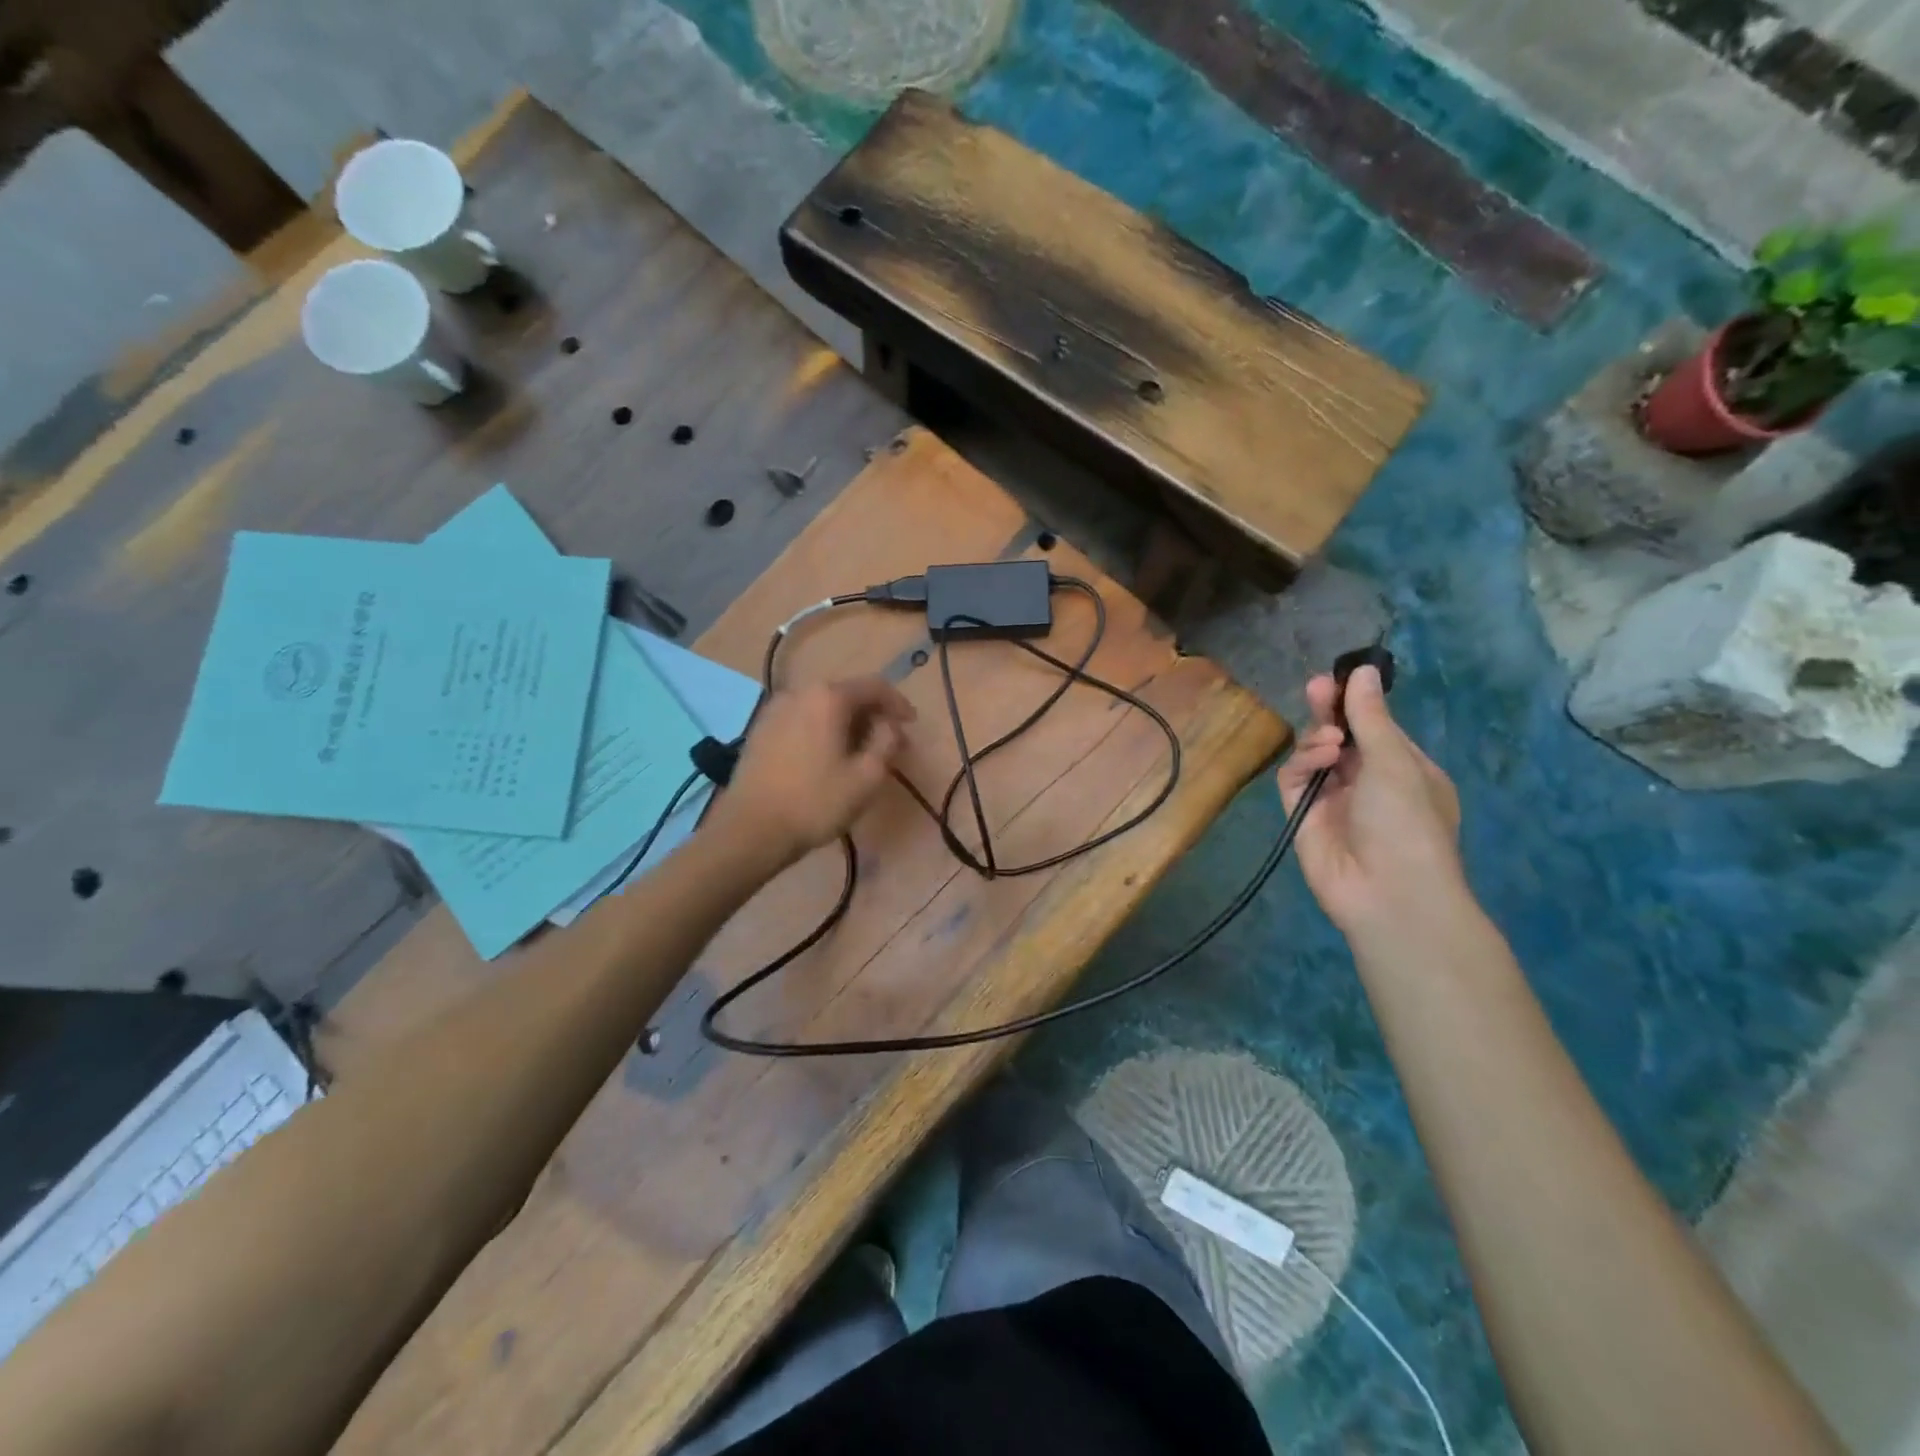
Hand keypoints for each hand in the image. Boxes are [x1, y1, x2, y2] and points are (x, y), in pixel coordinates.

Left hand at [714, 678, 915, 862]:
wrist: (751, 829)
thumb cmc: (816, 802)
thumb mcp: (867, 776)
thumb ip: (887, 742)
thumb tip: (890, 725)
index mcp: (829, 698)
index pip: (874, 686)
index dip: (898, 703)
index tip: (911, 725)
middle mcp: (800, 692)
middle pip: (846, 694)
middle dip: (872, 716)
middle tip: (888, 744)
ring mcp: (775, 709)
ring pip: (822, 708)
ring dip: (846, 724)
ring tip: (859, 753)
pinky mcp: (760, 729)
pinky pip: (802, 720)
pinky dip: (822, 730)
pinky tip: (827, 757)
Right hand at [1276, 666, 1466, 940]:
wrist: (1388, 893)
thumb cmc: (1408, 822)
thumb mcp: (1395, 762)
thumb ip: (1371, 716)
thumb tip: (1363, 670)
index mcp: (1404, 769)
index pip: (1376, 726)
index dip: (1357, 703)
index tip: (1339, 679)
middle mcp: (1368, 781)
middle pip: (1341, 736)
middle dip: (1329, 712)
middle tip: (1316, 688)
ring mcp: (1334, 799)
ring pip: (1314, 754)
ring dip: (1318, 739)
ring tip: (1328, 742)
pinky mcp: (1303, 814)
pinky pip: (1295, 778)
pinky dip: (1302, 763)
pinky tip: (1317, 761)